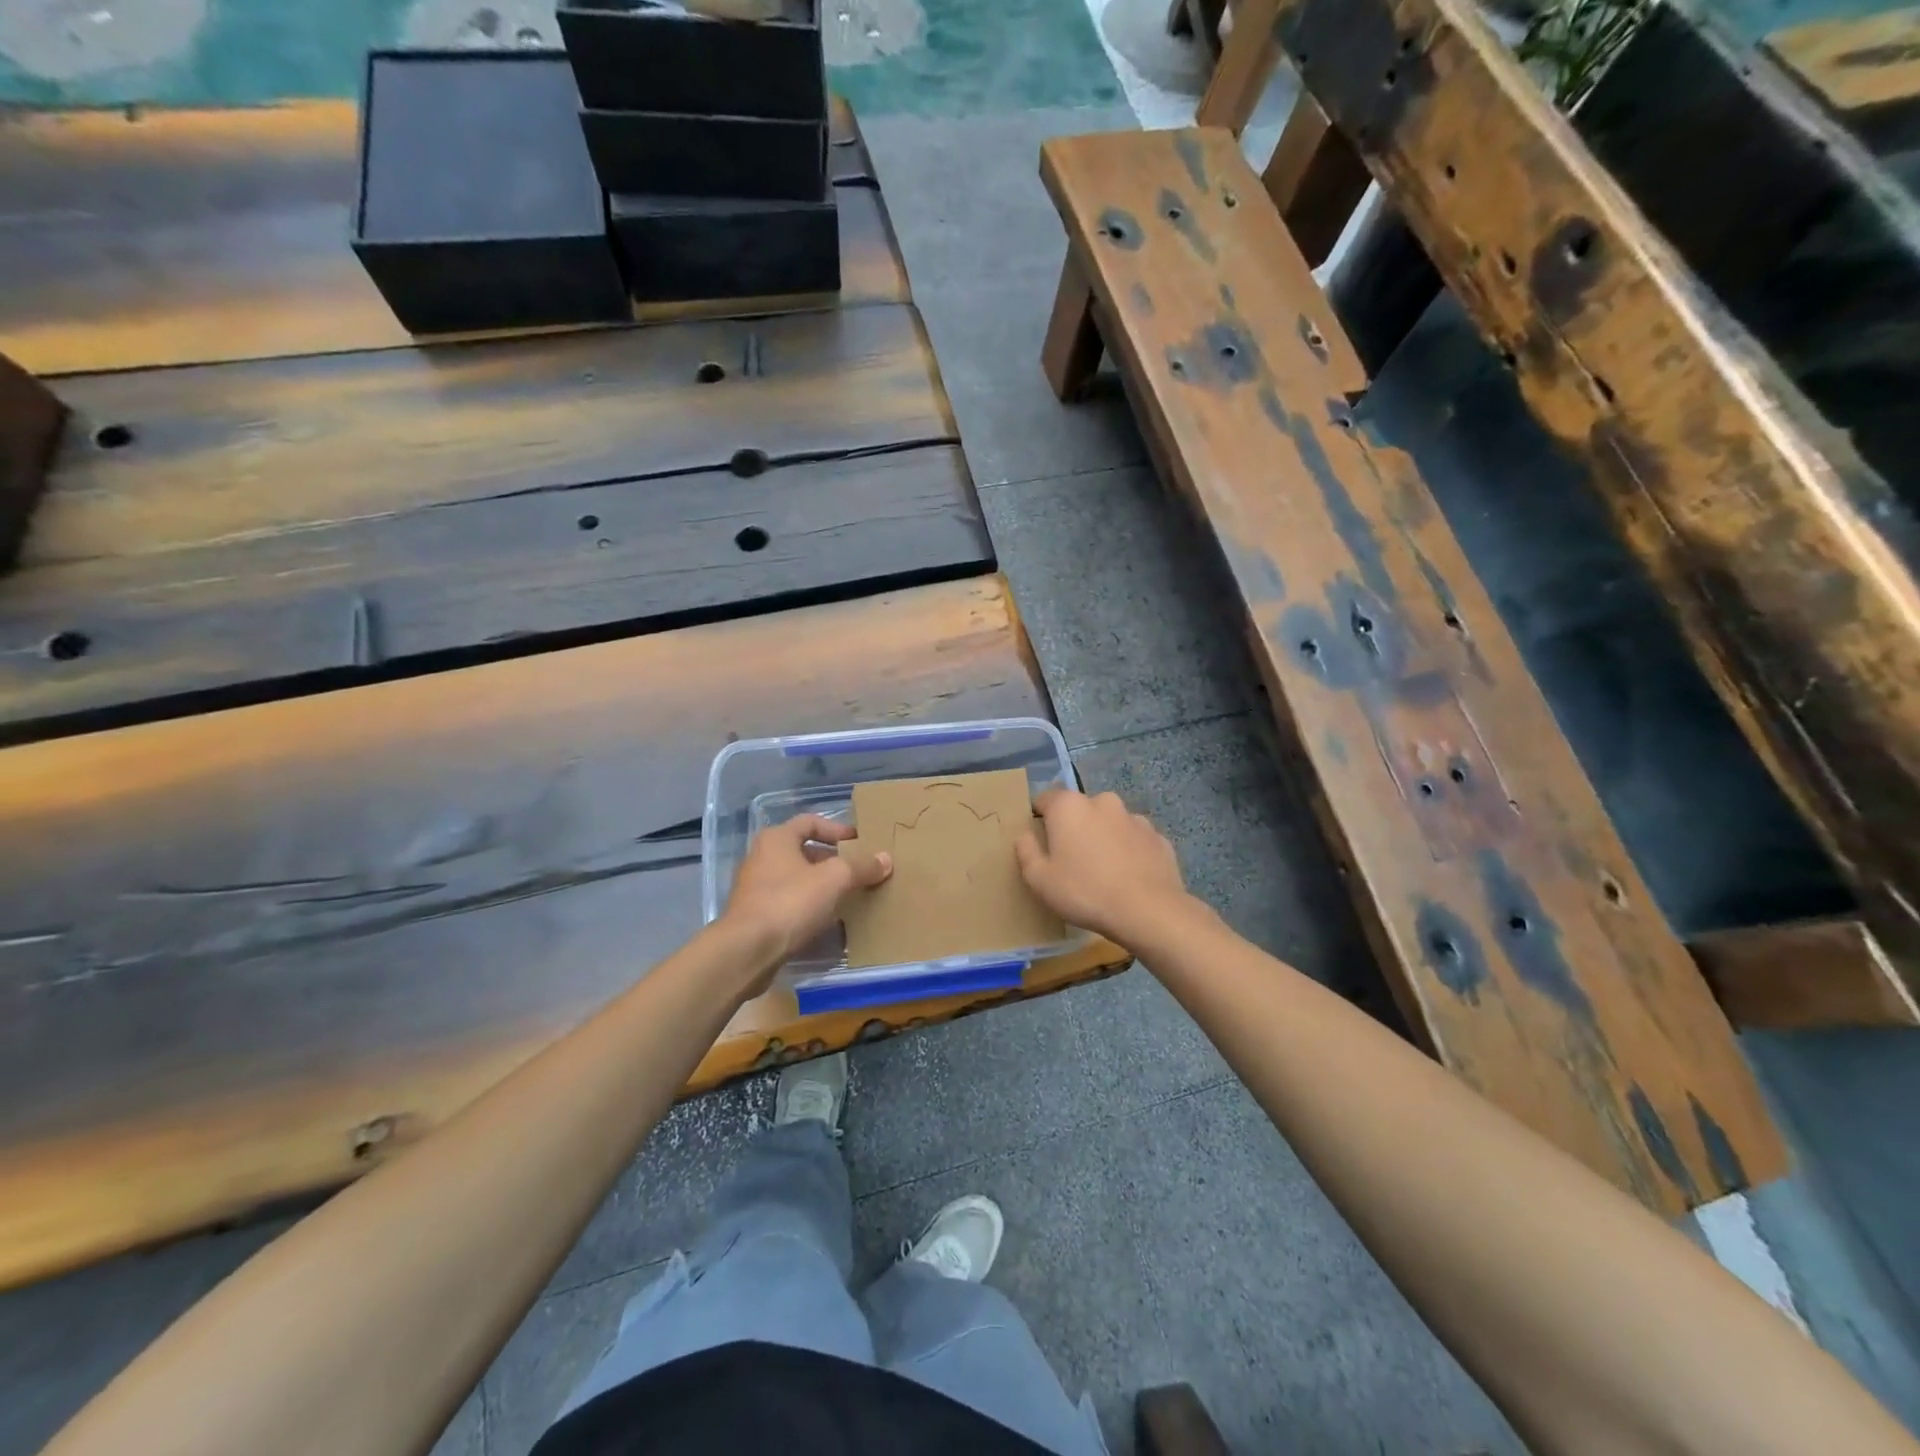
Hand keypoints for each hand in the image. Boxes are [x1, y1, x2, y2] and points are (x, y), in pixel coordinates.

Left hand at [723, 815, 891, 981]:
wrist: (746, 951)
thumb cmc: (790, 902)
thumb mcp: (834, 879)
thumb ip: (861, 867)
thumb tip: (885, 859)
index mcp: (776, 839)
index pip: (810, 822)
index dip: (837, 829)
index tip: (860, 843)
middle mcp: (762, 858)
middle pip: (804, 851)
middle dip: (833, 861)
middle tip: (858, 872)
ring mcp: (756, 888)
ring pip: (797, 879)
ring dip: (822, 886)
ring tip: (849, 897)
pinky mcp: (755, 916)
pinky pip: (789, 904)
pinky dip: (809, 908)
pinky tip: (828, 921)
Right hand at [1015, 788, 1194, 946]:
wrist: (1147, 911)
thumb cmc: (1085, 892)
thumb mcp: (1040, 880)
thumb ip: (1026, 852)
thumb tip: (1025, 836)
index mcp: (1069, 806)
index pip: (1045, 799)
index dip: (1039, 818)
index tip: (1040, 842)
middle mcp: (1103, 802)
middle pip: (1080, 810)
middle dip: (1074, 828)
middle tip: (1071, 861)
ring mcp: (1134, 818)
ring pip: (1109, 823)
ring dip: (1103, 838)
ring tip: (1102, 872)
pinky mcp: (1158, 837)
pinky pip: (1134, 840)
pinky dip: (1128, 852)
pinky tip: (1127, 877)